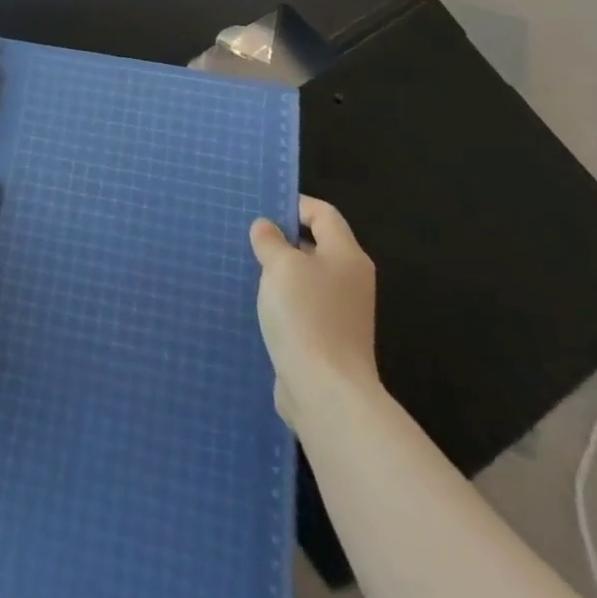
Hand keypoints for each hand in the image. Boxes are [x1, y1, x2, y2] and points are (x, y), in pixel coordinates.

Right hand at [249, 195, 377, 434]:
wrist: (326, 392)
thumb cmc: (306, 316)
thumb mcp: (280, 266)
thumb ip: (270, 240)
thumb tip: (267, 228)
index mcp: (347, 256)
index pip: (323, 213)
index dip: (293, 205)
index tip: (260, 209)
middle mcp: (350, 280)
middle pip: (316, 245)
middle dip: (282, 239)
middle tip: (248, 238)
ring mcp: (341, 313)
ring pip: (306, 278)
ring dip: (279, 273)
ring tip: (246, 268)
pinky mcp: (327, 340)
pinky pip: (302, 307)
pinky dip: (282, 302)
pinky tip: (257, 305)